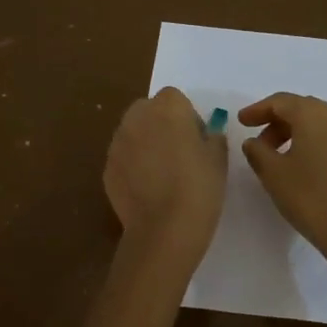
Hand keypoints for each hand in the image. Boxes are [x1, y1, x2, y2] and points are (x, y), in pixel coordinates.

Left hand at [104, 88, 227, 263]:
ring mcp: (118, 142)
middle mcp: (137, 118)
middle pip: (148, 110)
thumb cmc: (199, 187)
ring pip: (133, 133)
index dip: (186, 116)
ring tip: (162, 173)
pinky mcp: (107, 167)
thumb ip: (212, 136)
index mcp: (167, 108)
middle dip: (161, 124)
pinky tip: (147, 189)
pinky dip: (132, 166)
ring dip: (145, 143)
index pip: (174, 98)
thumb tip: (205, 134)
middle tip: (178, 153)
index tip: (196, 139)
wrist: (165, 228)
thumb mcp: (218, 158)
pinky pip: (123, 157)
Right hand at [238, 92, 326, 279]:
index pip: (281, 101)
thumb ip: (257, 151)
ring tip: (280, 156)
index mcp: (315, 115)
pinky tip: (306, 165)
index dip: (258, 109)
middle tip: (259, 142)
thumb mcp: (274, 175)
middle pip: (303, 108)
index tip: (241, 122)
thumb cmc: (312, 199)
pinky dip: (316, 142)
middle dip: (278, 121)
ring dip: (297, 132)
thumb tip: (254, 141)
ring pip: (321, 122)